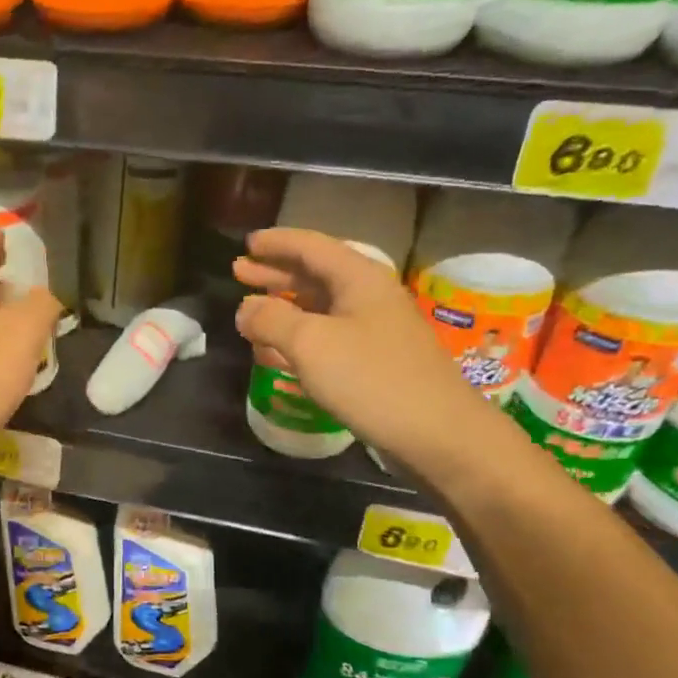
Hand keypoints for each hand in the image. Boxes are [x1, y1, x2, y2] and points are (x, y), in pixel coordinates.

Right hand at [233, 227, 494, 473]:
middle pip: (315, 274)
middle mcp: (369, 297)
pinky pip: (328, 337)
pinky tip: (278, 351)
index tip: (248, 244)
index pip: (311, 247)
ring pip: (320, 308)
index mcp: (359, 279)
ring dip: (284, 307)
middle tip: (239, 272)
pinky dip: (299, 337)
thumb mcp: (311, 344)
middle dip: (275, 273)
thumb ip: (271, 320)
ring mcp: (374, 330)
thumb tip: (245, 309)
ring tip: (251, 312)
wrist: (437, 433)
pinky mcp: (375, 361)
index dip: (277, 243)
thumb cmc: (372, 379)